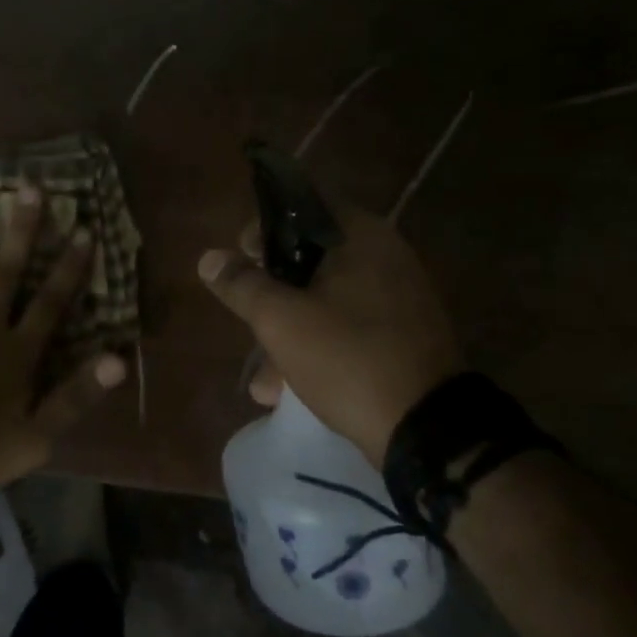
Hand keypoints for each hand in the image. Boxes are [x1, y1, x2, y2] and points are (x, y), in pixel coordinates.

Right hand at [198, 203, 463, 458]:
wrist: (427, 429)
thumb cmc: (347, 357)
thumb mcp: (280, 320)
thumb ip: (242, 284)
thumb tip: (209, 258)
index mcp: (361, 236)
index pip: (302, 206)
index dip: (263, 228)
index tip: (240, 259)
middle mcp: (385, 256)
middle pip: (310, 258)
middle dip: (272, 293)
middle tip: (247, 319)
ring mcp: (398, 298)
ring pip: (326, 299)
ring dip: (289, 331)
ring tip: (263, 383)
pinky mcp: (403, 336)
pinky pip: (348, 327)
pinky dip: (318, 347)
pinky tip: (290, 389)